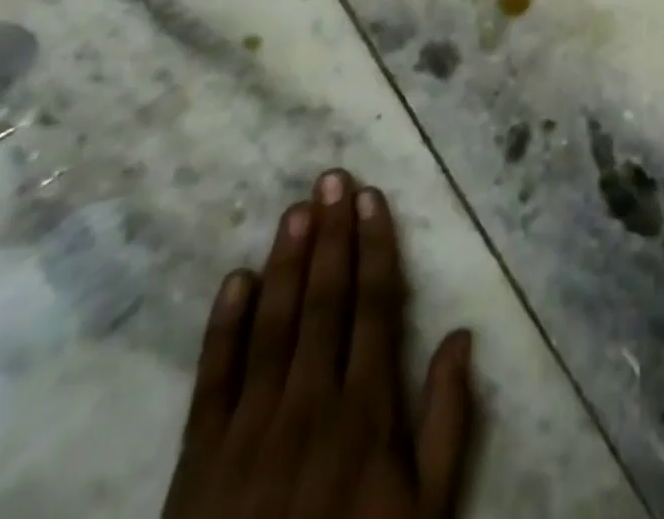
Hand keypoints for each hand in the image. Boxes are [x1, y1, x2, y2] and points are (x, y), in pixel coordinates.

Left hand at [162, 170, 472, 518]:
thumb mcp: (425, 513)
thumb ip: (448, 423)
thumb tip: (464, 336)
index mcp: (366, 412)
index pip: (376, 306)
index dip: (376, 248)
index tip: (372, 199)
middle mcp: (310, 403)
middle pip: (325, 301)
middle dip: (332, 235)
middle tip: (333, 178)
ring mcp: (251, 427)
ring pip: (274, 324)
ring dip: (287, 262)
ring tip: (296, 209)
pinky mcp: (199, 458)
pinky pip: (214, 379)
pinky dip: (224, 326)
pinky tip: (236, 279)